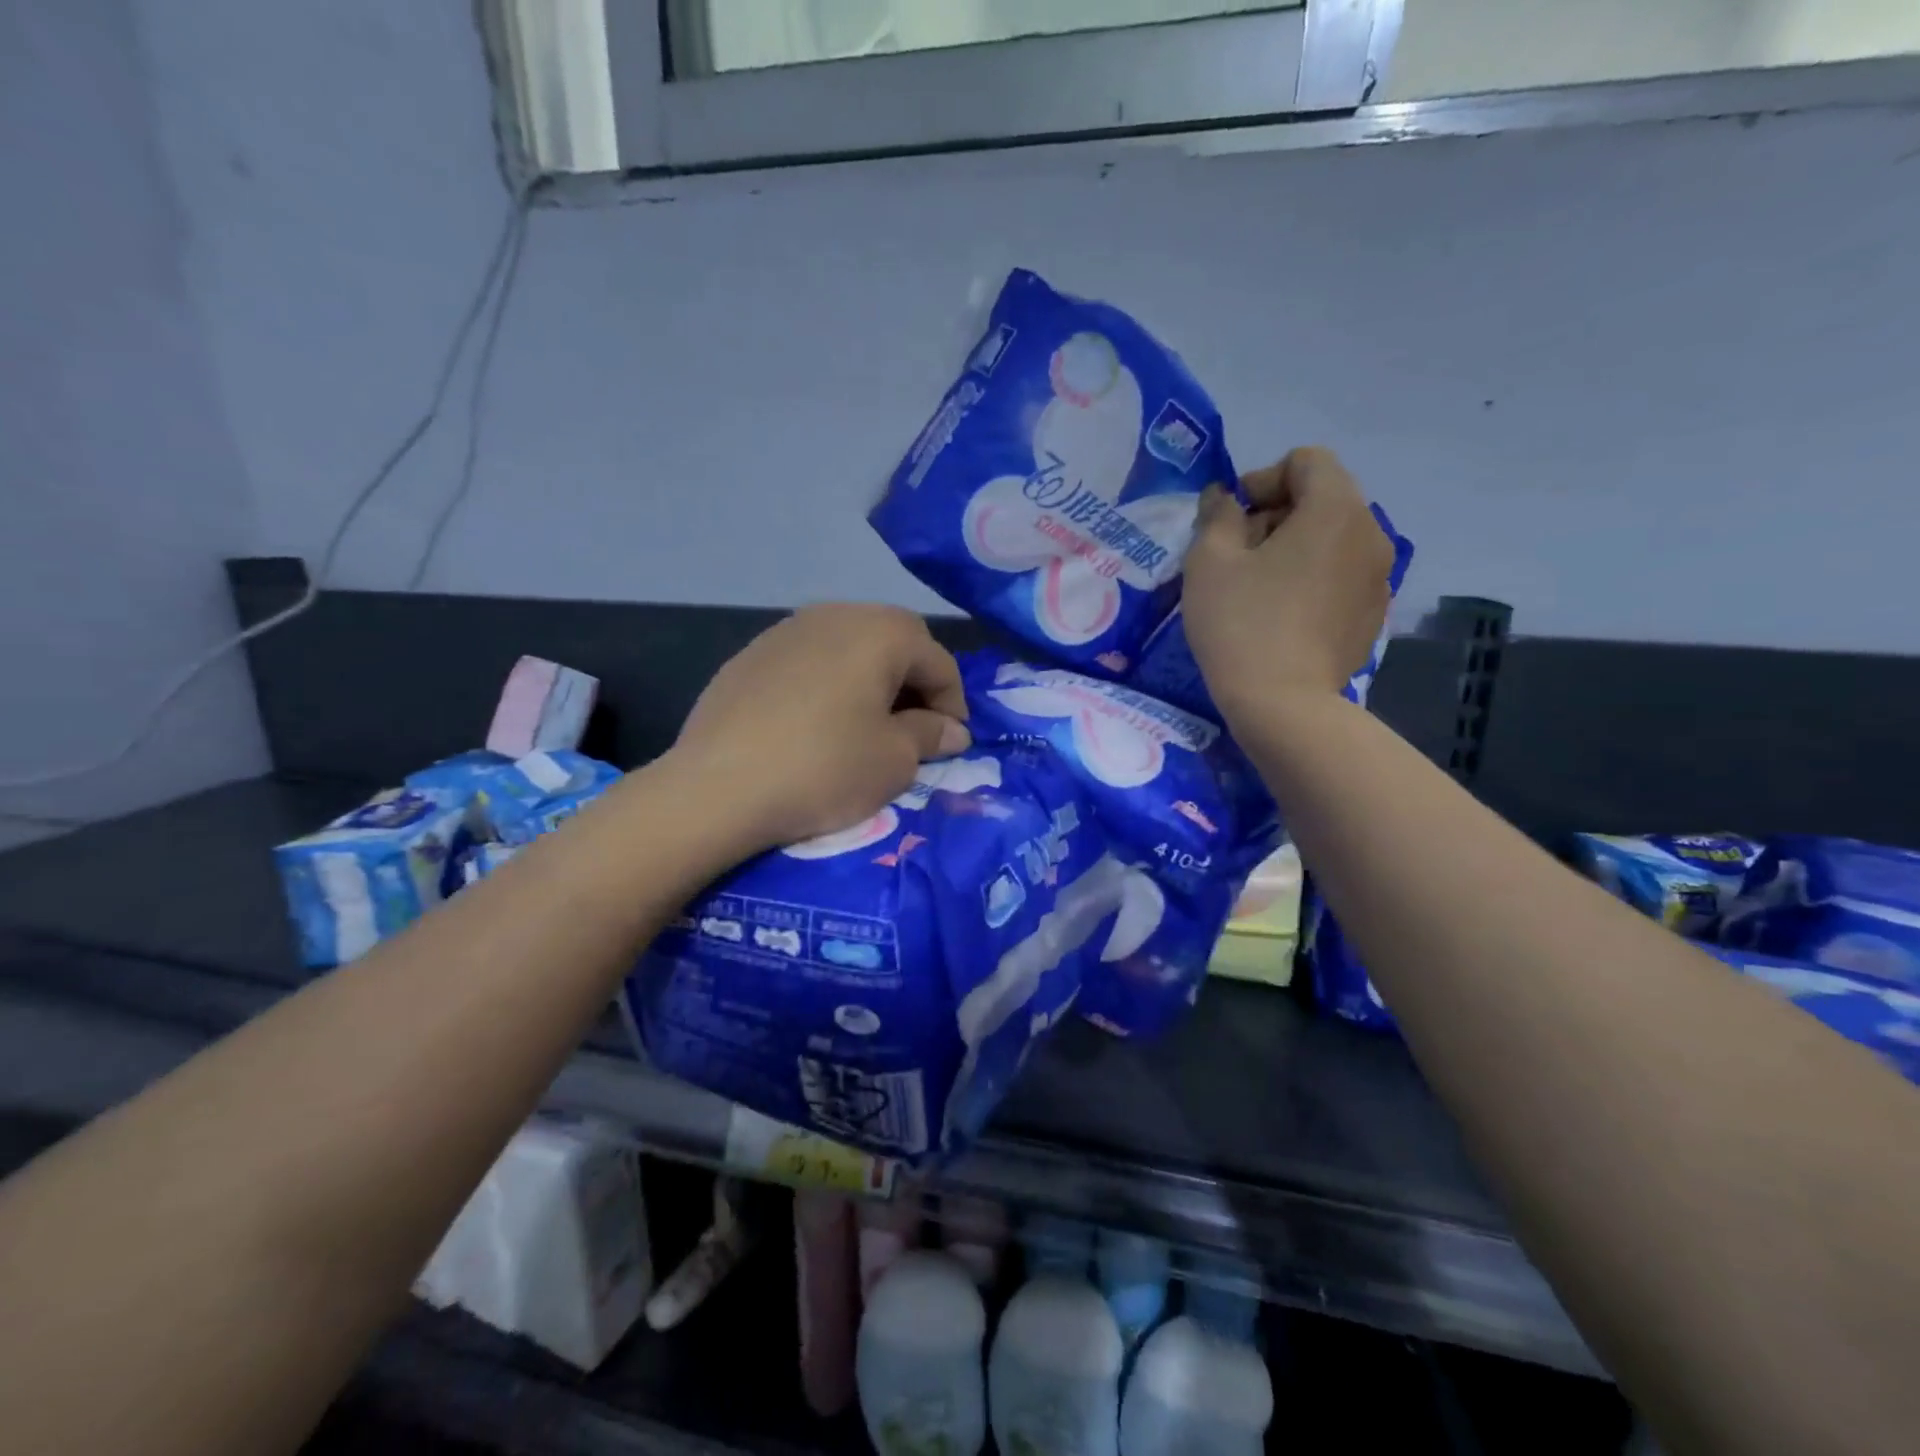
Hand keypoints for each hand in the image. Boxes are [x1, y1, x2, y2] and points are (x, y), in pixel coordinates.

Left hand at [668, 604, 970, 853]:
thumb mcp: (893, 760)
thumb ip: (929, 735)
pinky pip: (808, 659)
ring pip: (848, 644)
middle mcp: (835, 615)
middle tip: (913, 726)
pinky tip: (816, 722)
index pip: (937, 660)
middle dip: (913, 680)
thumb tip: (953, 730)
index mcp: (880, 632)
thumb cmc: (824, 769)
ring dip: (870, 678)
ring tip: (866, 723)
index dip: (954, 702)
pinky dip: (828, 682)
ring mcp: (786, 630)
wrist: (718, 787)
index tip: (951, 742)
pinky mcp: (750, 655)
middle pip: (894, 638)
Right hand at [1181, 447, 1394, 720]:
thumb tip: (1224, 498)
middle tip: (1237, 554)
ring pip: (1332, 539)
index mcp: (1335, 509)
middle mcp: (1371, 533)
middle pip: (1323, 498)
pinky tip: (1282, 615)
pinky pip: (1341, 575)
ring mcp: (1379, 577)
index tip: (1231, 520)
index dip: (1262, 479)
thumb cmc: (1241, 624)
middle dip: (1276, 514)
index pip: (1306, 461)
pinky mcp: (1373, 614)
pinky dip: (1312, 578)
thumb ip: (1217, 515)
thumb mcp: (1209, 562)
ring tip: (1257, 587)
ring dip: (1294, 547)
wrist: (1283, 704)